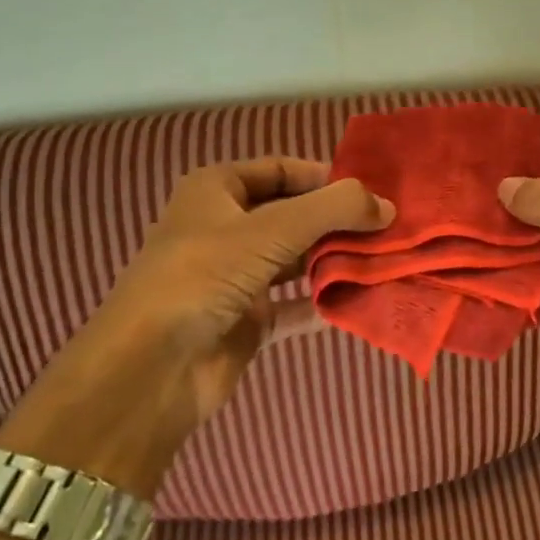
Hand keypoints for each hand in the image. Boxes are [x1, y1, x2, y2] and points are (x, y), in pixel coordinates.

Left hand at [2, 158, 392, 495]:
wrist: (151, 368)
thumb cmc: (205, 274)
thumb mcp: (274, 228)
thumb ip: (335, 209)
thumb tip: (388, 205)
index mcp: (216, 191)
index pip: (281, 170)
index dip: (325, 177)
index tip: (370, 191)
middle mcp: (224, 229)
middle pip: (293, 216)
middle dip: (337, 222)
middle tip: (388, 227)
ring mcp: (235, 277)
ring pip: (296, 260)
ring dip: (335, 260)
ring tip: (385, 259)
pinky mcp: (246, 320)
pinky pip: (295, 304)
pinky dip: (325, 301)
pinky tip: (362, 299)